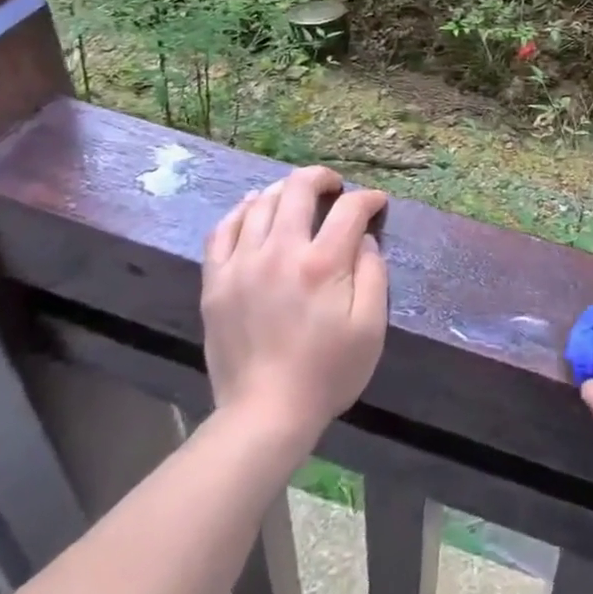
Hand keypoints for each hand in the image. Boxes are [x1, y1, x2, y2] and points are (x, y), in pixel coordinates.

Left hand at [202, 167, 388, 447]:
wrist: (264, 415)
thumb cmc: (327, 372)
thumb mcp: (370, 327)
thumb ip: (373, 274)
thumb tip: (364, 239)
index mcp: (321, 263)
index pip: (349, 209)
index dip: (368, 198)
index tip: (376, 204)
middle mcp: (279, 252)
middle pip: (298, 189)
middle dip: (322, 178)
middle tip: (334, 187)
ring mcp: (242, 264)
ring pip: (260, 202)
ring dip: (284, 190)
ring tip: (297, 197)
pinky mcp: (216, 281)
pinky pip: (223, 229)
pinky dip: (241, 211)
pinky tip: (254, 209)